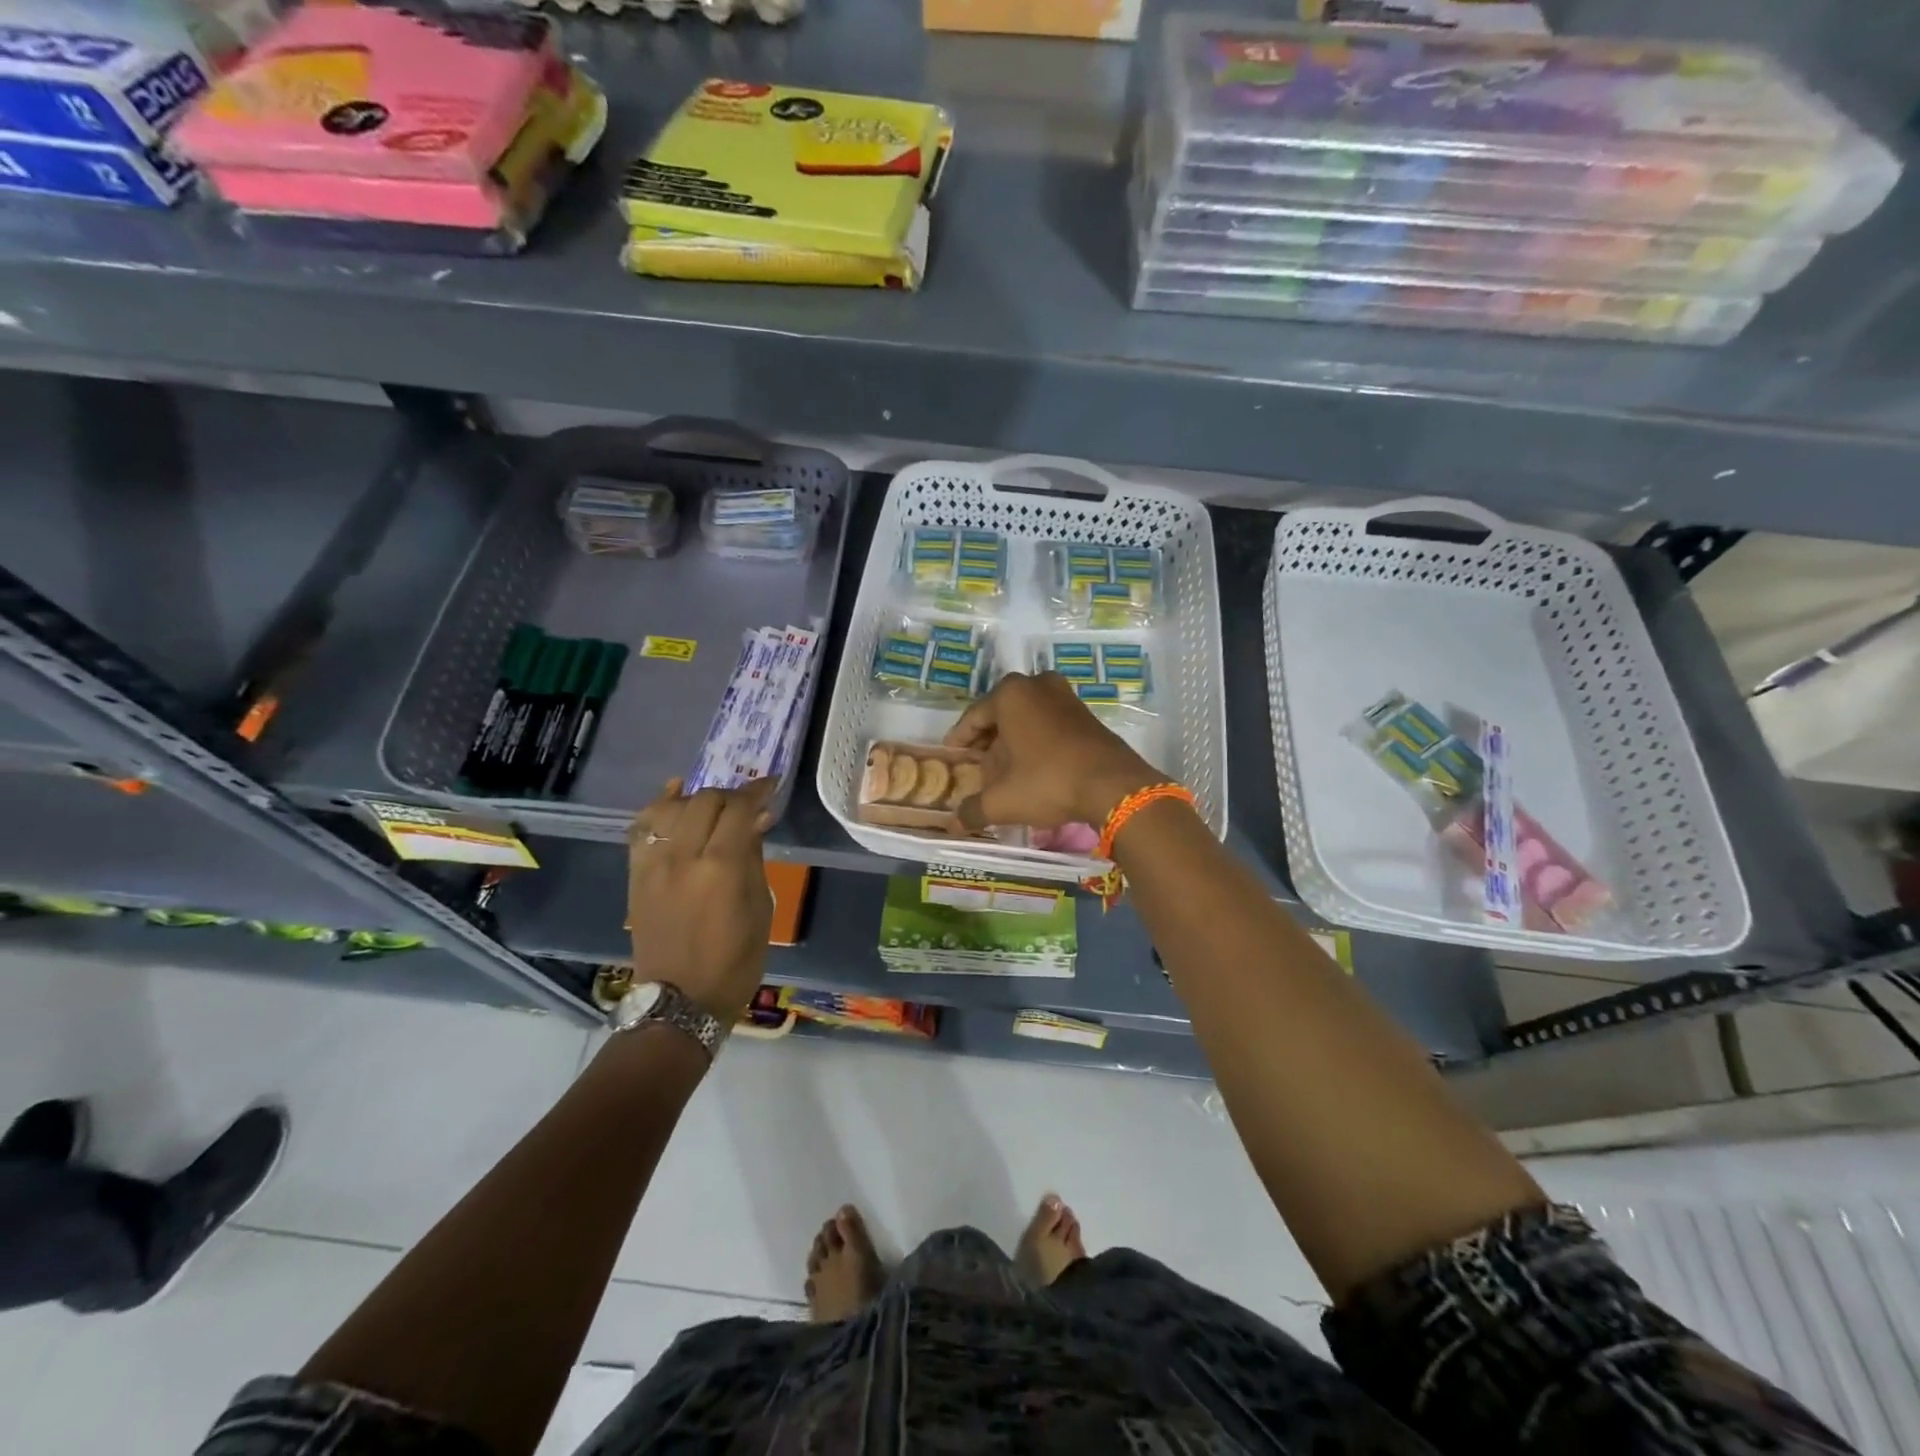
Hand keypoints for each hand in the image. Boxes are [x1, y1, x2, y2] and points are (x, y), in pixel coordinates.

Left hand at [627, 778, 776, 1019]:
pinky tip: (674, 795)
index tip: (771, 785)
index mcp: (722, 867)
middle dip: (731, 795)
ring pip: (672, 806)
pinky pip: (643, 826)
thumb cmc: (735, 961)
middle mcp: (683, 856)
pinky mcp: (636, 874)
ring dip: (697, 798)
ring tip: (714, 805)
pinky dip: (659, 806)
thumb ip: (755, 858)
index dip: (757, 791)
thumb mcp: (760, 909)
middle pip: (705, 800)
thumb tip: (757, 820)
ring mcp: (654, 864)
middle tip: (747, 804)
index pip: (739, 809)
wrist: (679, 1000)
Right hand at [944, 672, 1162, 832]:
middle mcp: (1036, 685)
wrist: (1113, 786)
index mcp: (1010, 694)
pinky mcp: (1085, 713)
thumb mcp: (1003, 801)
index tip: (952, 760)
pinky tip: (1032, 770)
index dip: (959, 742)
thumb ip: (973, 810)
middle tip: (977, 770)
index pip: (972, 719)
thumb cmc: (1048, 782)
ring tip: (1004, 774)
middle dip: (988, 744)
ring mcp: (1064, 696)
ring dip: (1012, 744)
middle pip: (1000, 716)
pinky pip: (1048, 724)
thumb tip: (953, 824)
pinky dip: (1036, 743)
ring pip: (1025, 720)